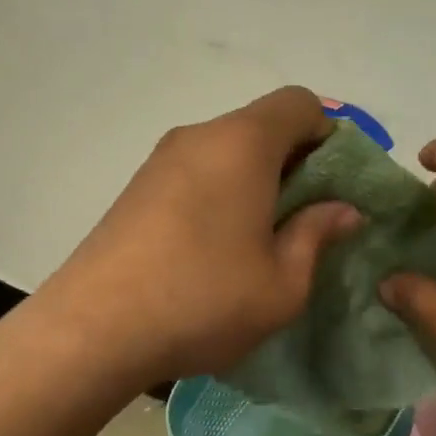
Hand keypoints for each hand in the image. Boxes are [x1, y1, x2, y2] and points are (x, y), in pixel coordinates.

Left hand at [34, 87, 360, 394]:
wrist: (92, 332)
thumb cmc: (204, 300)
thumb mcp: (283, 282)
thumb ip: (318, 235)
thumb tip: (343, 209)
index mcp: (243, 144)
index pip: (300, 103)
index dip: (329, 136)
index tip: (334, 187)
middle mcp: (200, 136)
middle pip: (263, 125)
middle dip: (297, 162)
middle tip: (307, 220)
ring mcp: (161, 160)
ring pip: (229, 150)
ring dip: (258, 180)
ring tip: (262, 239)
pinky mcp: (137, 188)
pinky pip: (198, 171)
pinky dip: (223, 192)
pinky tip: (218, 247)